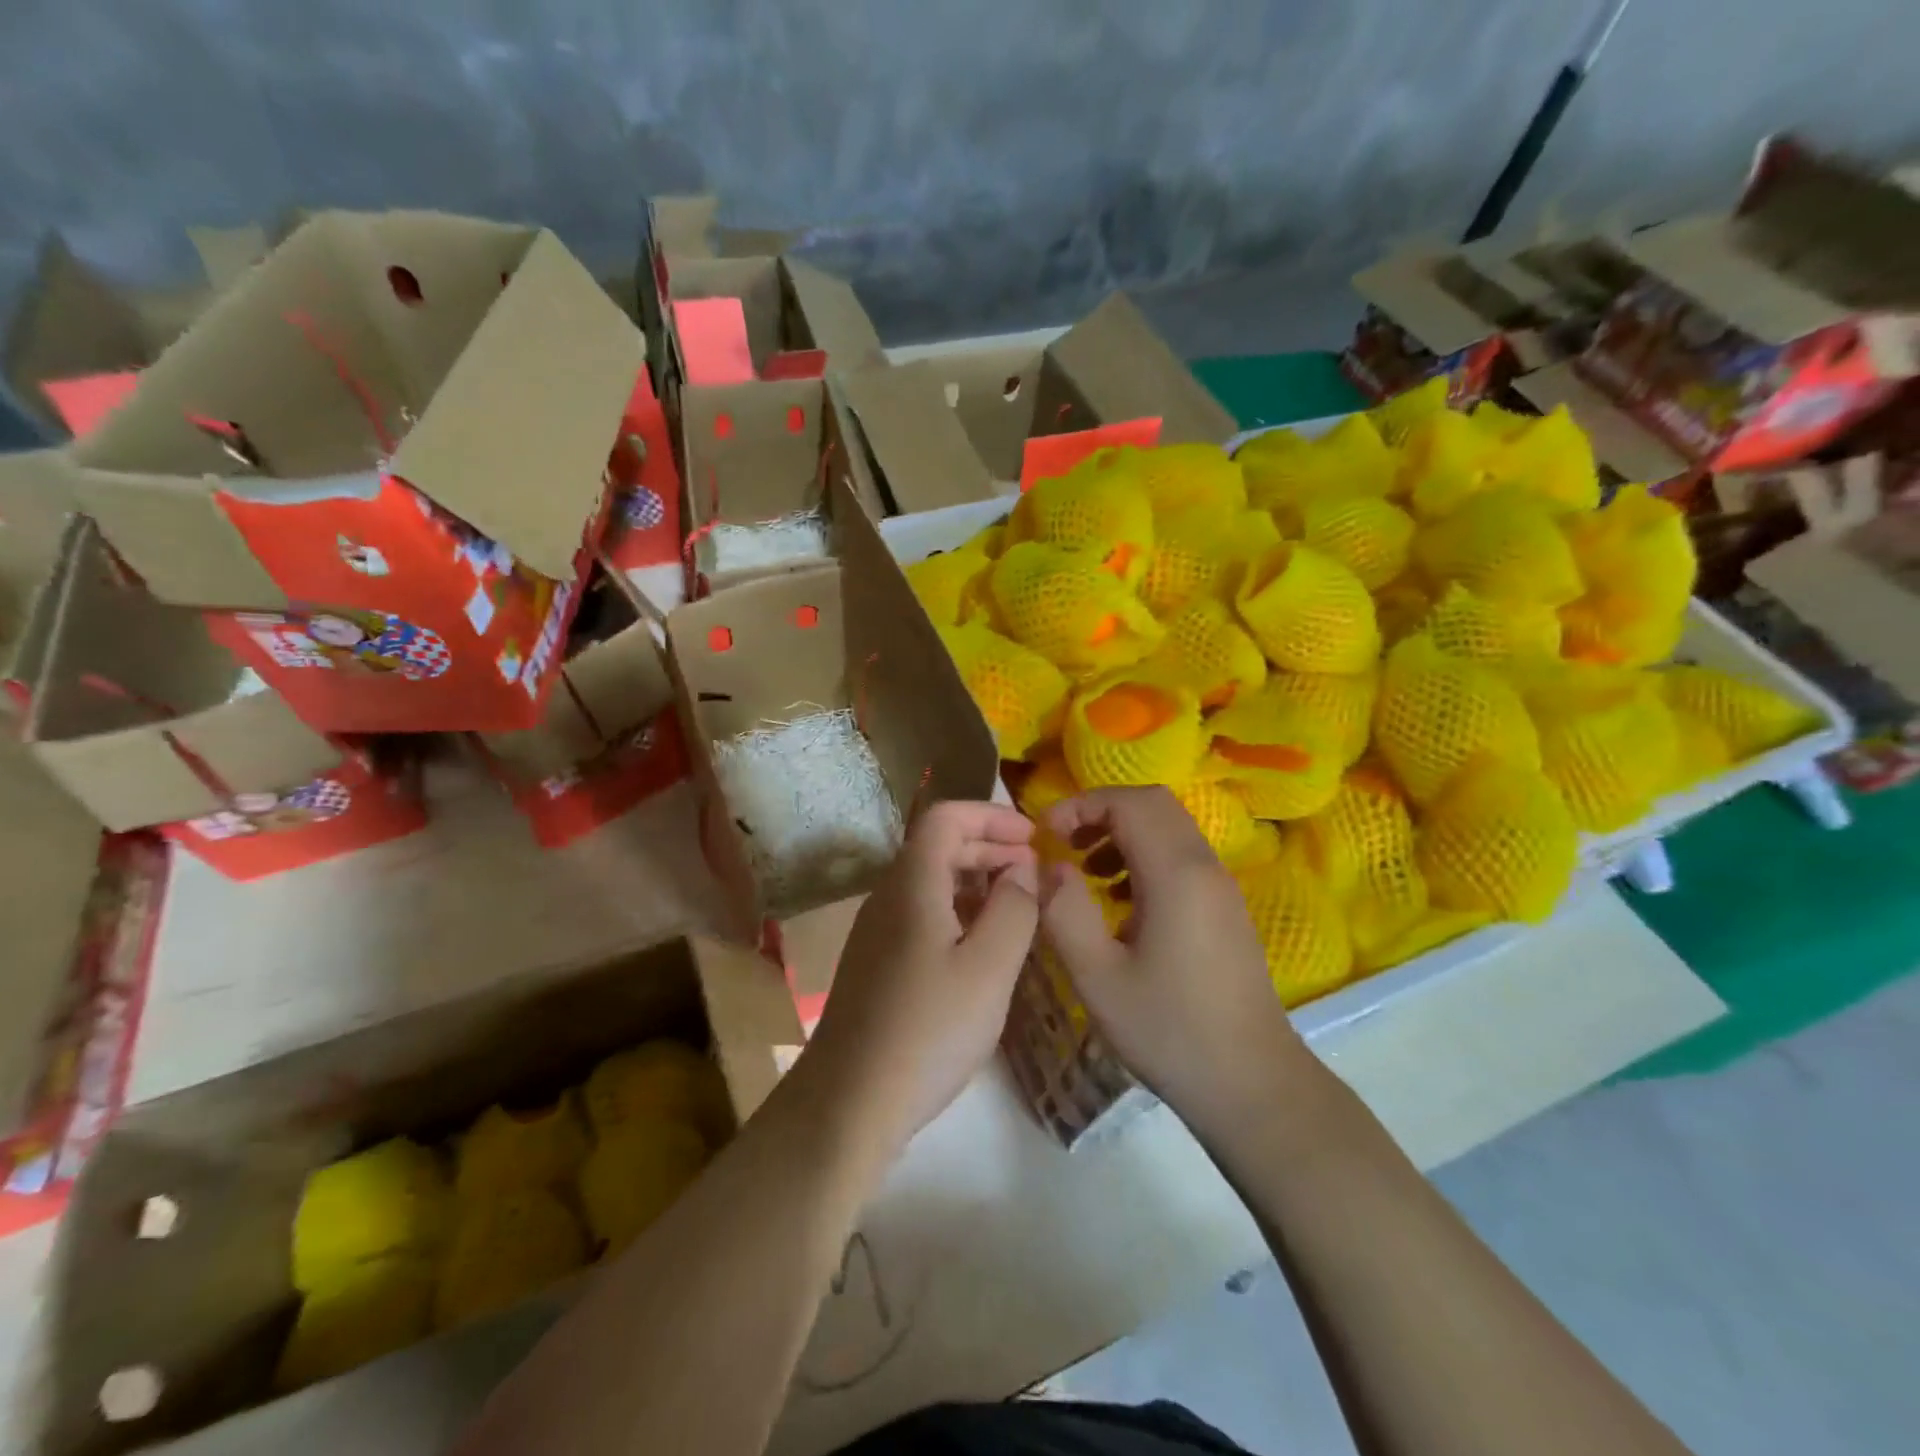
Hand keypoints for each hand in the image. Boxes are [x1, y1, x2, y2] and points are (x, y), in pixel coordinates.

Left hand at [799, 801, 1039, 1154]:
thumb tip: (1024, 869)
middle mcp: (888, 897)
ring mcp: (877, 932)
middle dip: (989, 847)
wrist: (848, 1103)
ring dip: (976, 881)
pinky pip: (922, 915)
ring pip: (931, 883)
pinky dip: (959, 912)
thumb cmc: (928, 1030)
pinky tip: (983, 946)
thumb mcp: (990, 968)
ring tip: (1018, 906)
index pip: (946, 818)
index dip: (991, 816)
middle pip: (938, 847)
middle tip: (1034, 870)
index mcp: (912, 884)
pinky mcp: (877, 964)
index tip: (1033, 836)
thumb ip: (1015, 909)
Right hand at [1039, 787, 1302, 1127]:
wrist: (1251, 1083)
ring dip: (1123, 833)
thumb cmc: (1168, 1030)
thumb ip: (1065, 911)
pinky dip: (1145, 857)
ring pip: (1170, 828)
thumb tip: (1050, 866)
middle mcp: (1205, 866)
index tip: (1046, 835)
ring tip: (1086, 871)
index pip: (1129, 802)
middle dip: (1101, 812)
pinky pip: (1182, 857)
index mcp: (1176, 874)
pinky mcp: (1225, 908)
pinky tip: (1120, 903)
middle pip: (1153, 804)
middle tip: (1064, 844)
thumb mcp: (1097, 976)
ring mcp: (1221, 887)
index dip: (1081, 805)